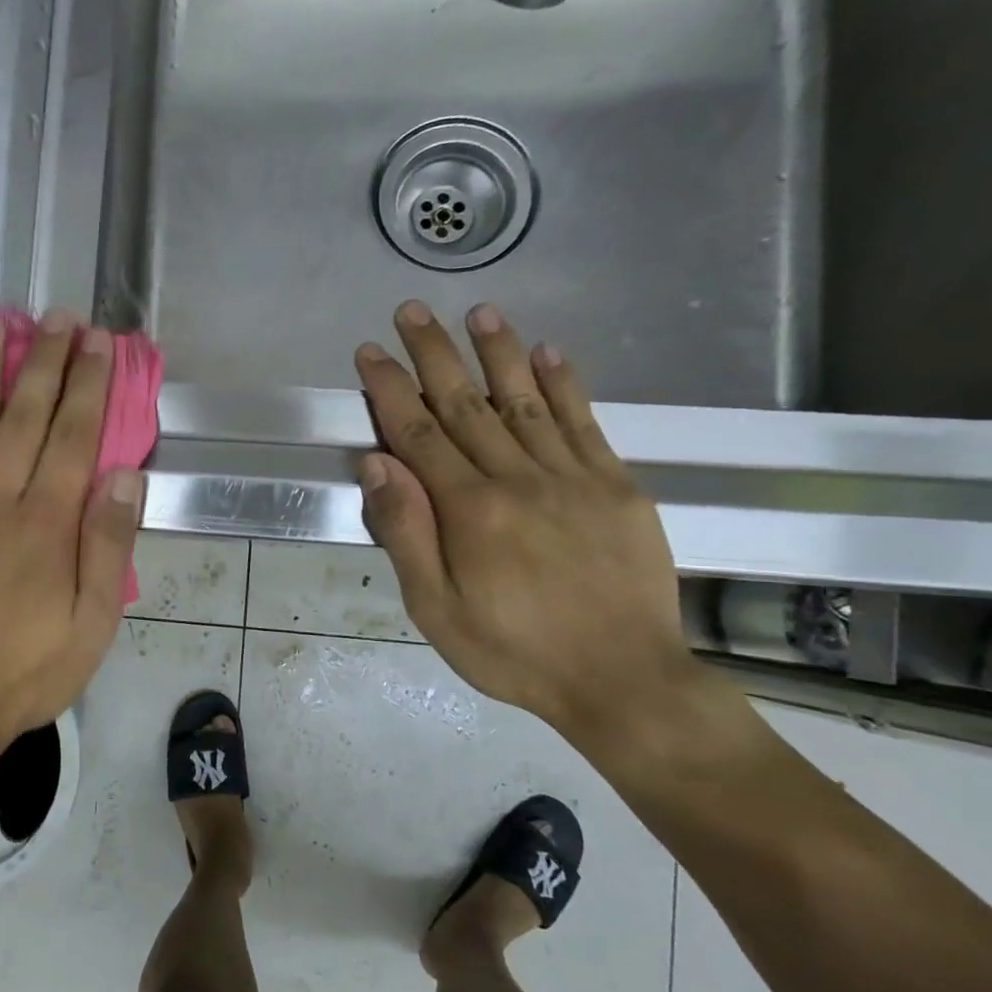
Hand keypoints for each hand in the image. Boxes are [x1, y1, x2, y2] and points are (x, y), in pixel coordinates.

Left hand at [0, 311, 142, 760]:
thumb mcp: (92, 624)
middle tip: (56, 315)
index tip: (98, 341)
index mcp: (46, 524)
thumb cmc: (27, 670)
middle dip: (44, 361)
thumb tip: (124, 475)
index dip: (89, 384)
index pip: (74, 436)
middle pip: (24, 416)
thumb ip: (107, 546)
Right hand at [353, 301, 698, 739]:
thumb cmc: (511, 651)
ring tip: (478, 312)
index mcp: (470, 511)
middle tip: (412, 311)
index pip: (419, 434)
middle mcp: (519, 479)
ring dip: (498, 353)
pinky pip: (585, 424)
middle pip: (467, 405)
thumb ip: (406, 532)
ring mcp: (574, 478)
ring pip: (526, 402)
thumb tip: (378, 464)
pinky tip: (549, 353)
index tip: (370, 353)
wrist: (621, 680)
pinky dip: (564, 385)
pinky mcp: (616, 487)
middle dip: (434, 355)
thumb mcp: (434, 608)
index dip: (391, 389)